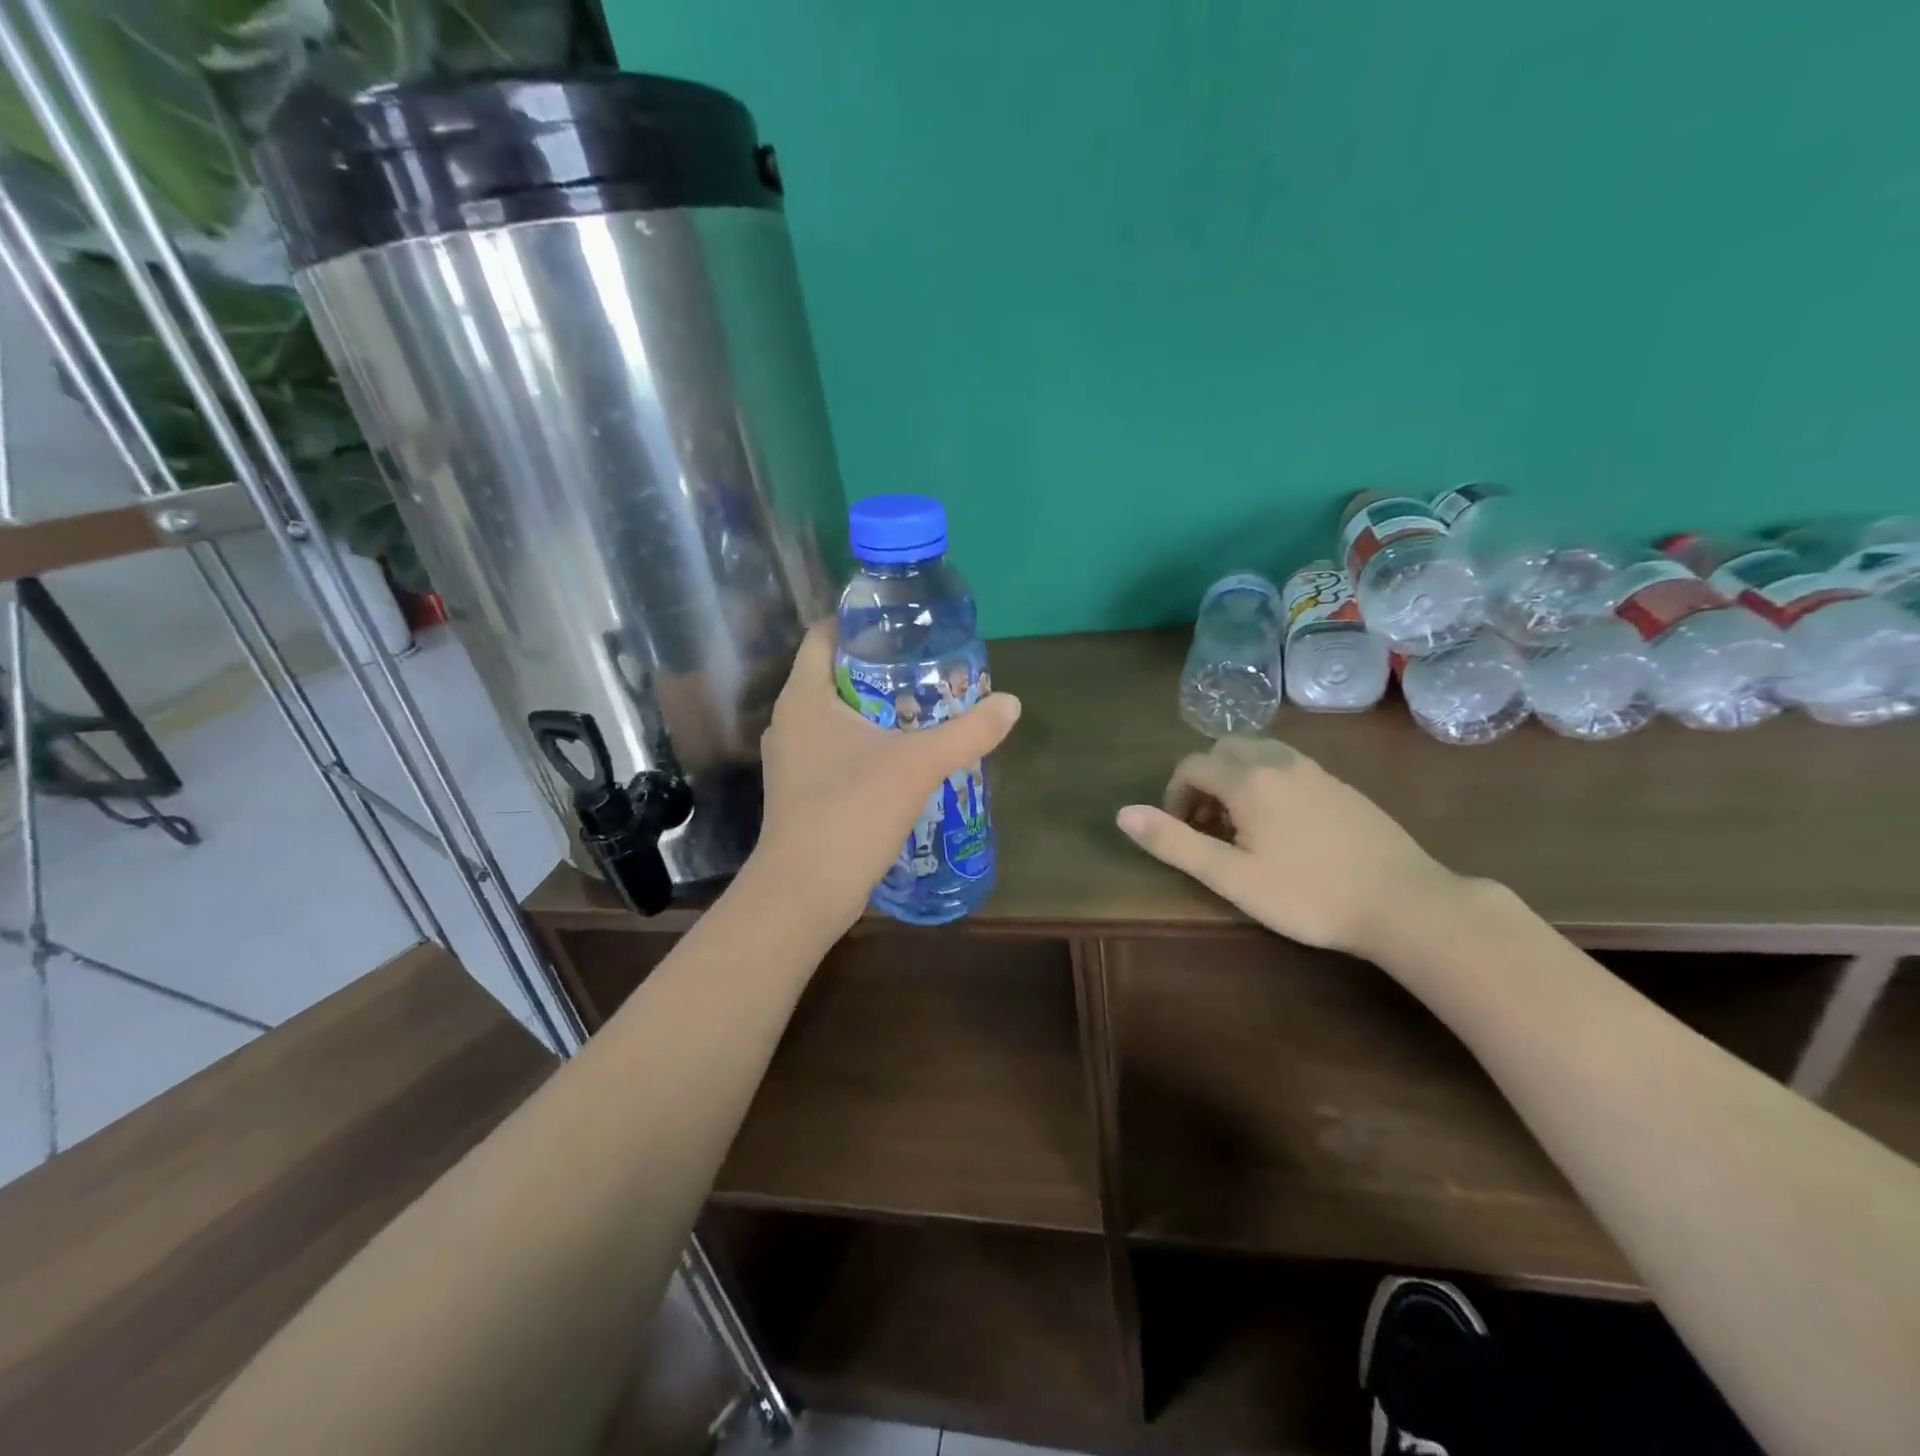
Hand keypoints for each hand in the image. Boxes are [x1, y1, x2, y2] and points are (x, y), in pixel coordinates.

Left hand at [744, 623, 1020, 932]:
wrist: (805, 891)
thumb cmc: (852, 811)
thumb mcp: (918, 765)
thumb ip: (967, 732)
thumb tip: (1011, 703)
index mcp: (804, 697)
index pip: (823, 635)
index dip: (860, 623)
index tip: (903, 627)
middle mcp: (789, 720)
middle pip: (834, 674)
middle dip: (880, 669)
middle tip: (927, 669)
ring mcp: (790, 758)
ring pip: (836, 716)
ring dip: (875, 711)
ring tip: (924, 710)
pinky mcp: (800, 790)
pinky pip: (835, 750)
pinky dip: (865, 745)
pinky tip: (902, 759)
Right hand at [1115, 736, 1455, 957]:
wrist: (1404, 902)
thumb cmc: (1307, 894)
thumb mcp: (1230, 877)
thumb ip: (1174, 842)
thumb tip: (1123, 813)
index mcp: (1248, 779)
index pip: (1192, 766)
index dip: (1174, 796)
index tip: (1181, 833)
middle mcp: (1279, 762)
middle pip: (1223, 750)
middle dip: (1203, 781)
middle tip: (1207, 828)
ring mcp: (1316, 771)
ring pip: (1259, 754)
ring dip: (1235, 780)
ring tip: (1241, 827)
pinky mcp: (1342, 786)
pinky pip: (1289, 767)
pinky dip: (1268, 783)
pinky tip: (1284, 828)